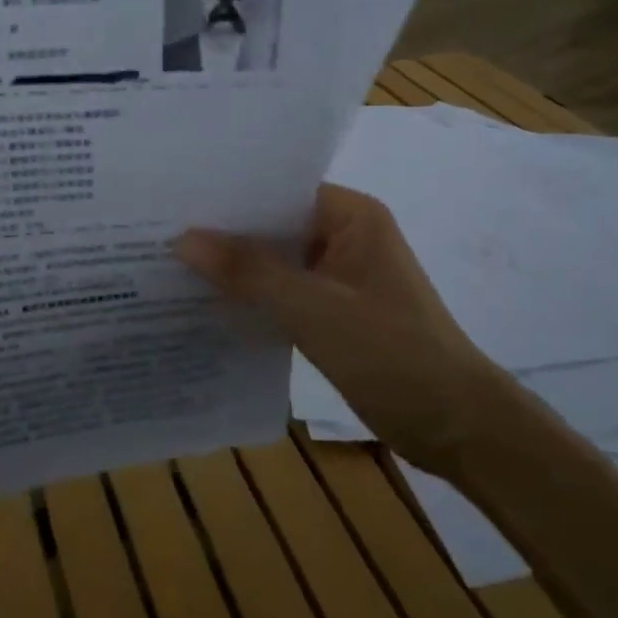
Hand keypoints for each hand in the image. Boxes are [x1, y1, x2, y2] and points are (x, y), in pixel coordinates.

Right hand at [175, 184, 518, 475]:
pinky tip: (208, 303)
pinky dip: (252, 297)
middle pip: (273, 225)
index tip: (174, 200)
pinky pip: (283, 292)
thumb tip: (182, 238)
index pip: (278, 189)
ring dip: (235, 268)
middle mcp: (345, 235)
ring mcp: (340, 276)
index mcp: (351, 216)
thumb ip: (247, 271)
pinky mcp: (335, 312)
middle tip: (159, 231)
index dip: (229, 195)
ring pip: (275, 261)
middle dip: (224, 233)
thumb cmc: (392, 353)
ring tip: (171, 262)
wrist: (458, 428)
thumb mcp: (313, 308)